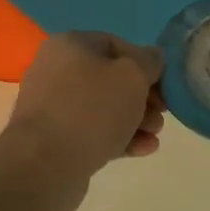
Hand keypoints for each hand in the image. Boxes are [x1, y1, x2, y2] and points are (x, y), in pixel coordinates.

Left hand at [4, 32, 165, 189]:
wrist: (44, 166)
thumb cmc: (91, 110)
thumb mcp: (132, 77)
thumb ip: (149, 62)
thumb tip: (152, 58)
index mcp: (70, 45)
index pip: (116, 44)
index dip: (145, 63)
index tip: (164, 85)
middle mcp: (56, 70)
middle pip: (111, 78)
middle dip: (143, 97)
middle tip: (162, 113)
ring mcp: (53, 107)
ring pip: (104, 108)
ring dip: (135, 120)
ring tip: (155, 135)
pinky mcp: (55, 139)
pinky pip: (93, 132)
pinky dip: (119, 137)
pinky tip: (143, 149)